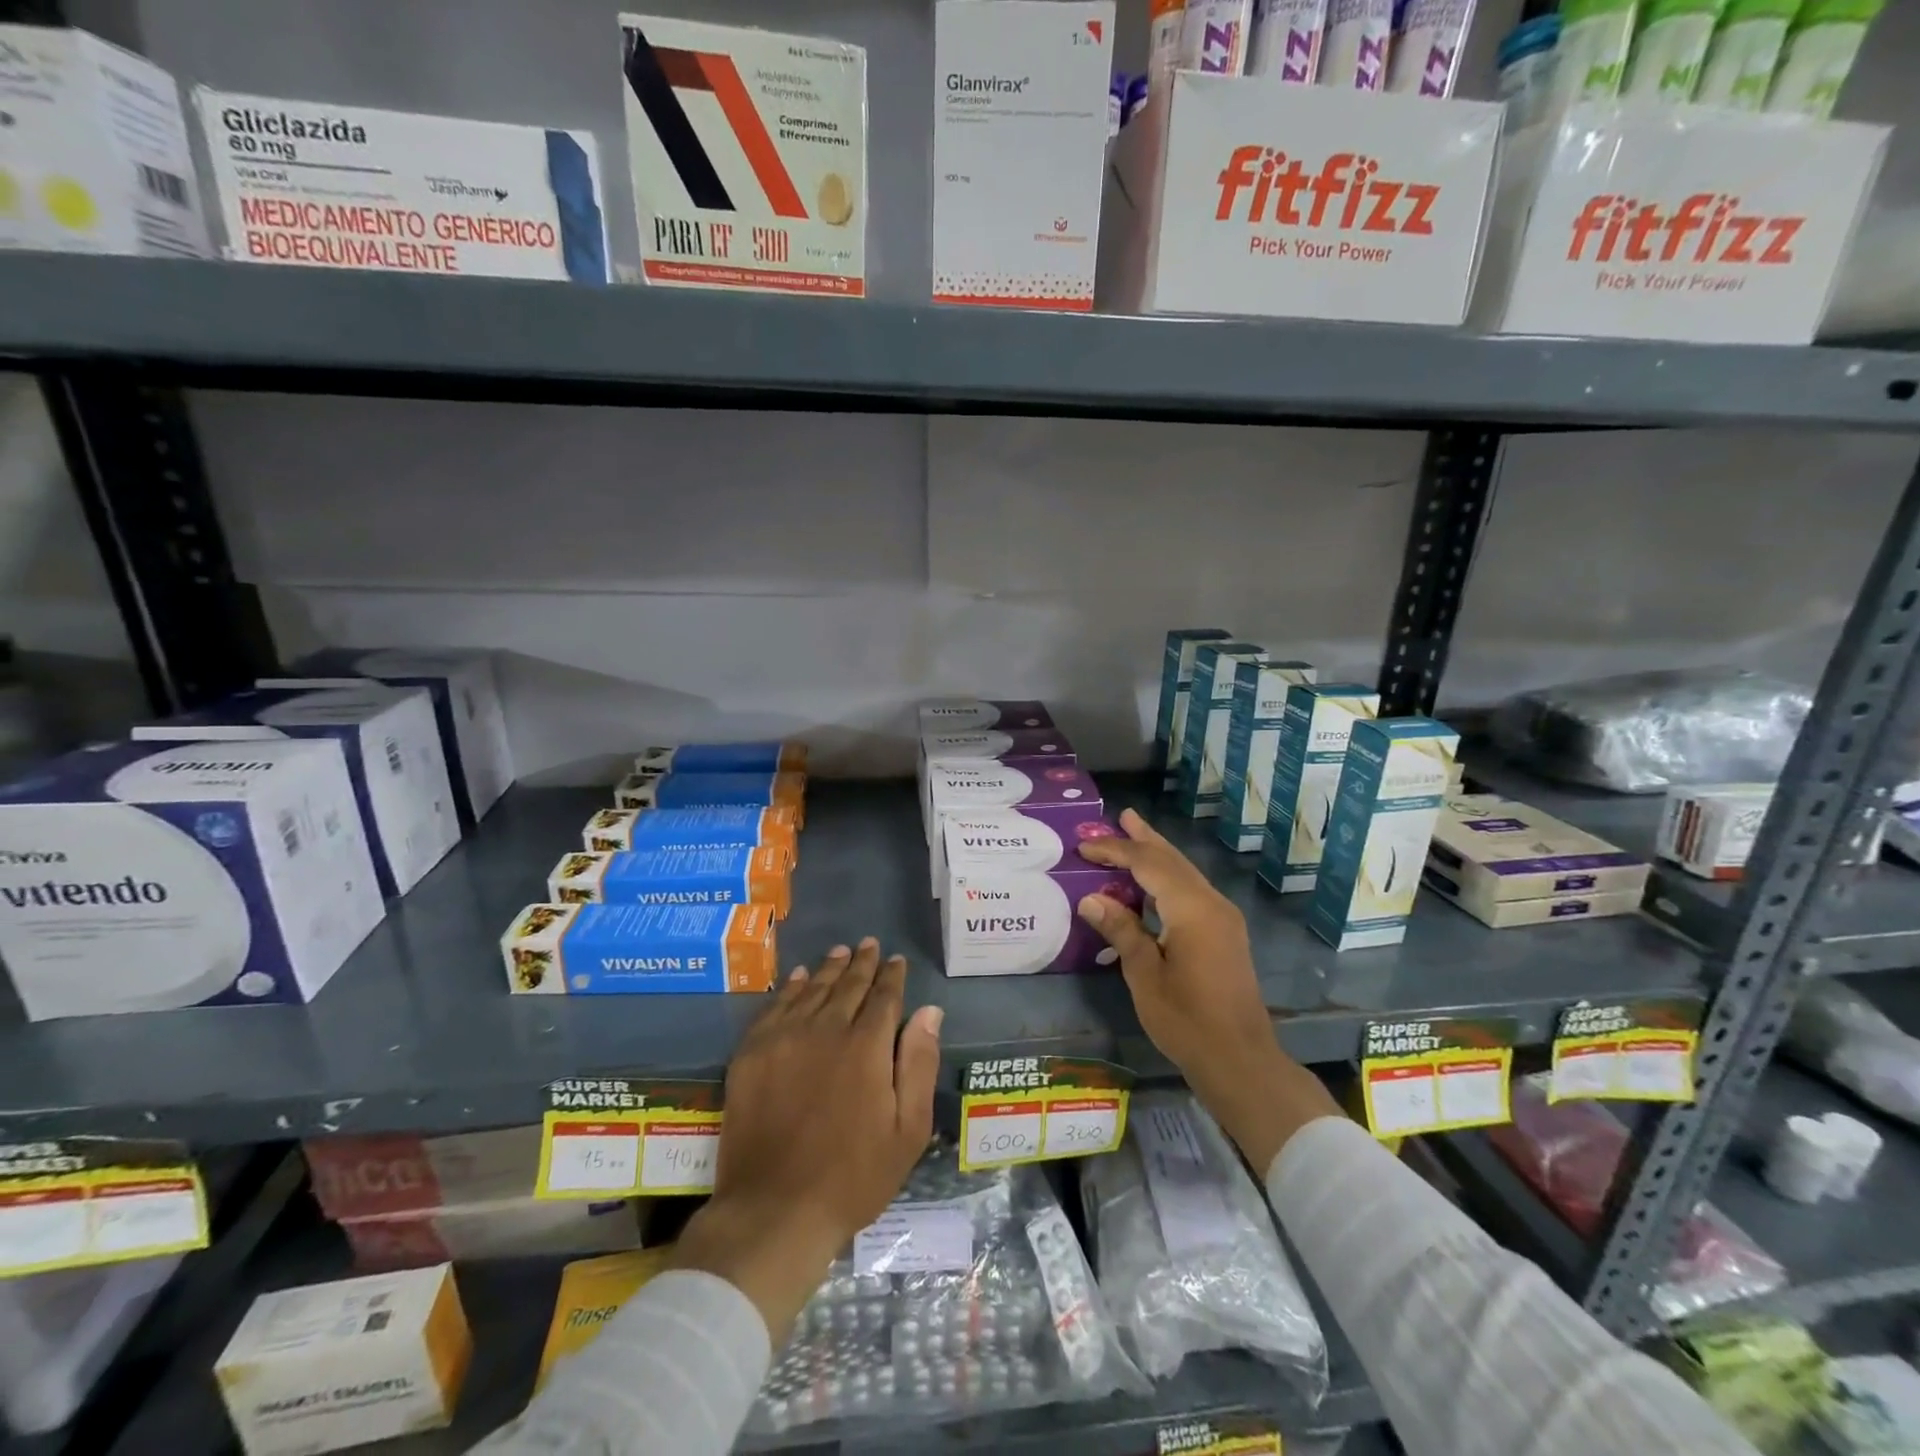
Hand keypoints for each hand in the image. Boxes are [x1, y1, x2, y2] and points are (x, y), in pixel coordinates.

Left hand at [673, 939, 942, 1342]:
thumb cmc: (853, 1176)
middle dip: (863, 963)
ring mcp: (784, 1038)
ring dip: (829, 968)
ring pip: (812, 989)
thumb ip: (919, 1063)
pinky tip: (798, 977)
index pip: (884, 997)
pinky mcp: (752, 1053)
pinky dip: (790, 987)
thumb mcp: (907, 1129)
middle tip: (869, 944)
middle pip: (848, 986)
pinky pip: (774, 1006)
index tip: (896, 960)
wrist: (775, 1210)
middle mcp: (826, 1029)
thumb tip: (930, 1011)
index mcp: (867, 1047)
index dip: (892, 976)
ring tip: (840, 952)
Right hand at [1077, 809, 1339, 1173]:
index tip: (1084, 847)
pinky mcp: (1226, 933)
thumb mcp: (1145, 976)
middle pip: (1172, 860)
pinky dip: (1168, 876)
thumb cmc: (1187, 1020)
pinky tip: (1154, 881)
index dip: (1115, 851)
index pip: (1148, 864)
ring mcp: (1223, 917)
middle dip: (1144, 838)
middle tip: (1120, 817)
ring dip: (1158, 854)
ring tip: (1135, 833)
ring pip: (1185, 872)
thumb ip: (1122, 931)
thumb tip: (1092, 898)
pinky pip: (1192, 890)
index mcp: (1191, 909)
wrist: (1240, 1059)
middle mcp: (1211, 903)